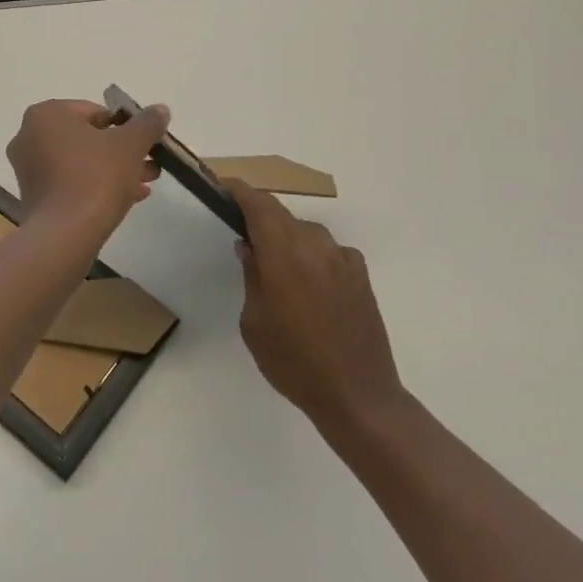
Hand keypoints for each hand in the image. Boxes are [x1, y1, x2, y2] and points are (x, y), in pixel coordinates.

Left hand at [7, 98, 167, 229]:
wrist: (65, 234)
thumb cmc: (95, 176)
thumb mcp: (131, 144)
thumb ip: (147, 123)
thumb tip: (160, 110)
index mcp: (46, 114)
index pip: (94, 111)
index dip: (125, 126)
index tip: (146, 143)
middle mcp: (29, 136)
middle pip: (88, 138)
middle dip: (122, 151)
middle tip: (150, 164)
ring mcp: (28, 169)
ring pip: (81, 162)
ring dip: (114, 170)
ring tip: (145, 184)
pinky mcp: (34, 197)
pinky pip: (70, 183)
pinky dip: (96, 186)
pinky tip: (128, 198)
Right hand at [230, 179, 405, 432]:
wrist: (358, 395)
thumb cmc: (293, 362)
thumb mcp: (254, 322)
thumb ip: (252, 276)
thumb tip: (249, 247)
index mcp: (284, 255)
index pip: (259, 205)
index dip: (239, 191)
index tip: (222, 186)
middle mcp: (315, 246)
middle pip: (281, 214)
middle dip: (259, 214)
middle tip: (240, 229)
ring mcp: (342, 258)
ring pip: (305, 232)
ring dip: (286, 237)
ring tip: (274, 264)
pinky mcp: (360, 275)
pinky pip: (328, 250)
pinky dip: (312, 255)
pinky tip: (309, 283)